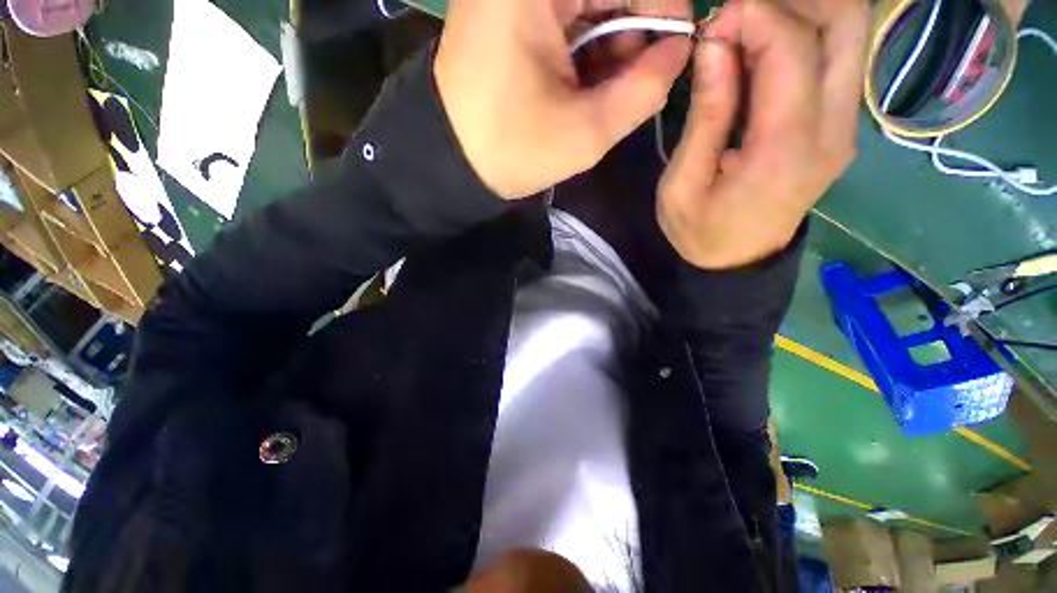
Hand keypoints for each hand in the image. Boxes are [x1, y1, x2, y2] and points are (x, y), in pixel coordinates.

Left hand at [435, 0, 693, 199]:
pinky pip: (565, 16)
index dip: (662, 6)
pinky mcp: (507, 11)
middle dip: (633, 28)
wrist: (451, 162)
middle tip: (633, 82)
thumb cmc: (512, 150)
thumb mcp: (585, 133)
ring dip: (609, 42)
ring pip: (589, 2)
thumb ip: (645, 89)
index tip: (672, 51)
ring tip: (602, 92)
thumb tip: (678, 50)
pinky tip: (581, 84)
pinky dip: (585, 46)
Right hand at [658, 0, 868, 268]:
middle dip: (789, 3)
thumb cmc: (700, 231)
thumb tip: (715, 45)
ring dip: (801, 14)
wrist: (737, 261)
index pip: (793, 45)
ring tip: (749, 33)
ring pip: (850, 31)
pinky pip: (838, 57)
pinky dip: (805, 36)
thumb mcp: (682, 183)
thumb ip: (706, 114)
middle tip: (737, 22)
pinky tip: (764, 53)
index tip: (711, 26)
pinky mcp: (841, 125)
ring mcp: (845, 125)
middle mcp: (834, 126)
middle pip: (846, 21)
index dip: (752, 15)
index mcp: (786, 147)